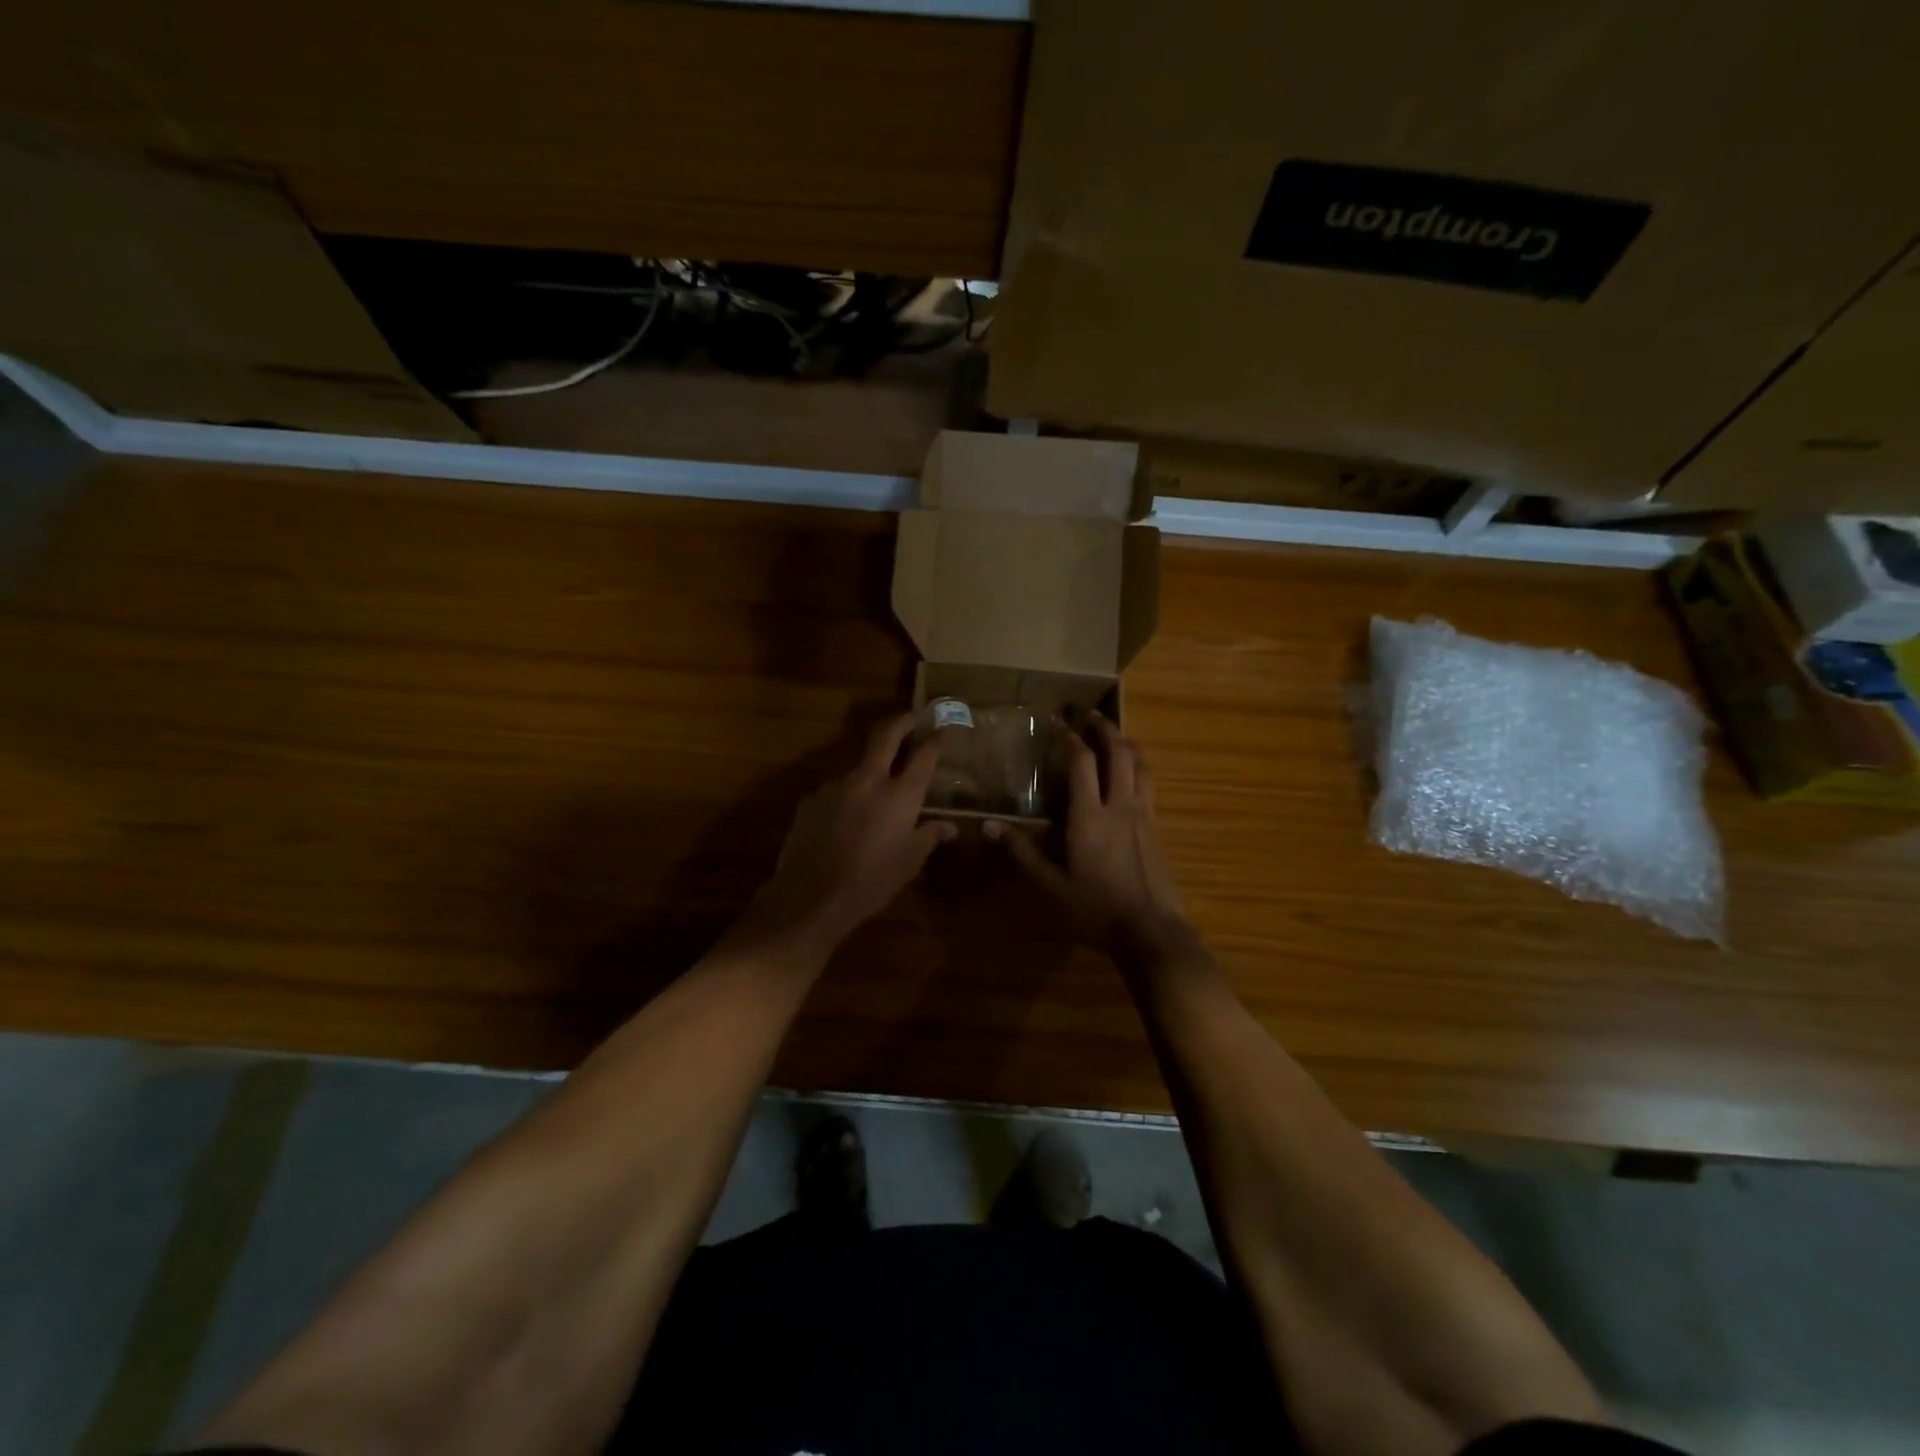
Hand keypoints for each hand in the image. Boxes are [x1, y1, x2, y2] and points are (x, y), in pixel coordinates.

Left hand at [749, 713, 956, 951]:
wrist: (810, 898)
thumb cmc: (871, 883)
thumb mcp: (909, 863)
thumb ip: (929, 836)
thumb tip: (950, 827)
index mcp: (899, 795)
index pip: (923, 755)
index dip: (935, 741)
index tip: (941, 732)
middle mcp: (868, 780)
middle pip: (885, 736)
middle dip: (901, 722)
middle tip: (911, 718)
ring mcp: (835, 786)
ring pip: (858, 767)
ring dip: (871, 772)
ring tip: (875, 795)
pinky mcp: (811, 800)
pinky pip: (836, 792)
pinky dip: (847, 798)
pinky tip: (845, 822)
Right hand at [987, 714, 1191, 957]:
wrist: (1151, 931)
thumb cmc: (1095, 909)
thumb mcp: (1051, 886)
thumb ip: (1022, 853)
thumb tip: (988, 826)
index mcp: (1090, 816)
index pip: (1083, 763)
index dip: (1071, 739)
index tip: (1060, 724)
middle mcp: (1120, 806)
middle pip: (1119, 753)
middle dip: (1105, 729)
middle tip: (1092, 715)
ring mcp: (1144, 815)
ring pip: (1141, 766)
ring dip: (1128, 744)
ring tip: (1116, 735)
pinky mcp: (1157, 828)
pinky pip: (1150, 785)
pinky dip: (1139, 768)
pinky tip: (1133, 775)